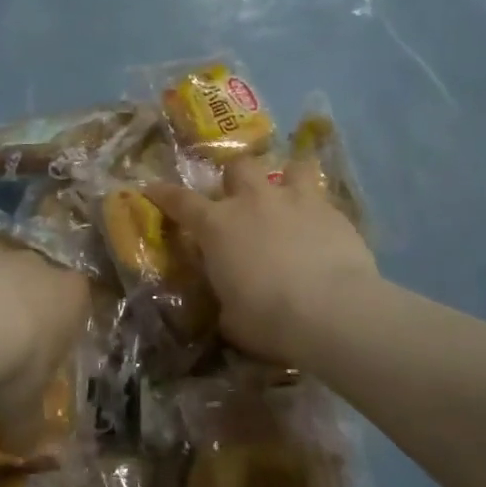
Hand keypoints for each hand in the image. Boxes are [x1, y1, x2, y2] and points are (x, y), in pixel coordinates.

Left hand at [0, 246, 90, 426]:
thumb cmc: (9, 370)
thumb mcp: (23, 413)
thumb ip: (30, 429)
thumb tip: (29, 450)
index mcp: (70, 297)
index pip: (77, 306)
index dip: (60, 332)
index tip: (42, 361)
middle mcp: (39, 266)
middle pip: (37, 286)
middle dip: (24, 313)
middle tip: (2, 355)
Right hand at [148, 157, 377, 366]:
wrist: (332, 311)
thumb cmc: (268, 319)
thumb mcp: (231, 317)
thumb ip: (225, 298)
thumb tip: (228, 299)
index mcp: (217, 226)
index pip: (180, 201)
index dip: (164, 193)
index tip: (153, 189)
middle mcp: (253, 201)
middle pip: (238, 167)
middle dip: (235, 179)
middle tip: (240, 199)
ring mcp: (295, 200)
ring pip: (289, 167)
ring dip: (285, 179)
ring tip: (288, 198)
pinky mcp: (332, 210)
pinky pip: (321, 196)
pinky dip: (317, 208)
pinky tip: (322, 229)